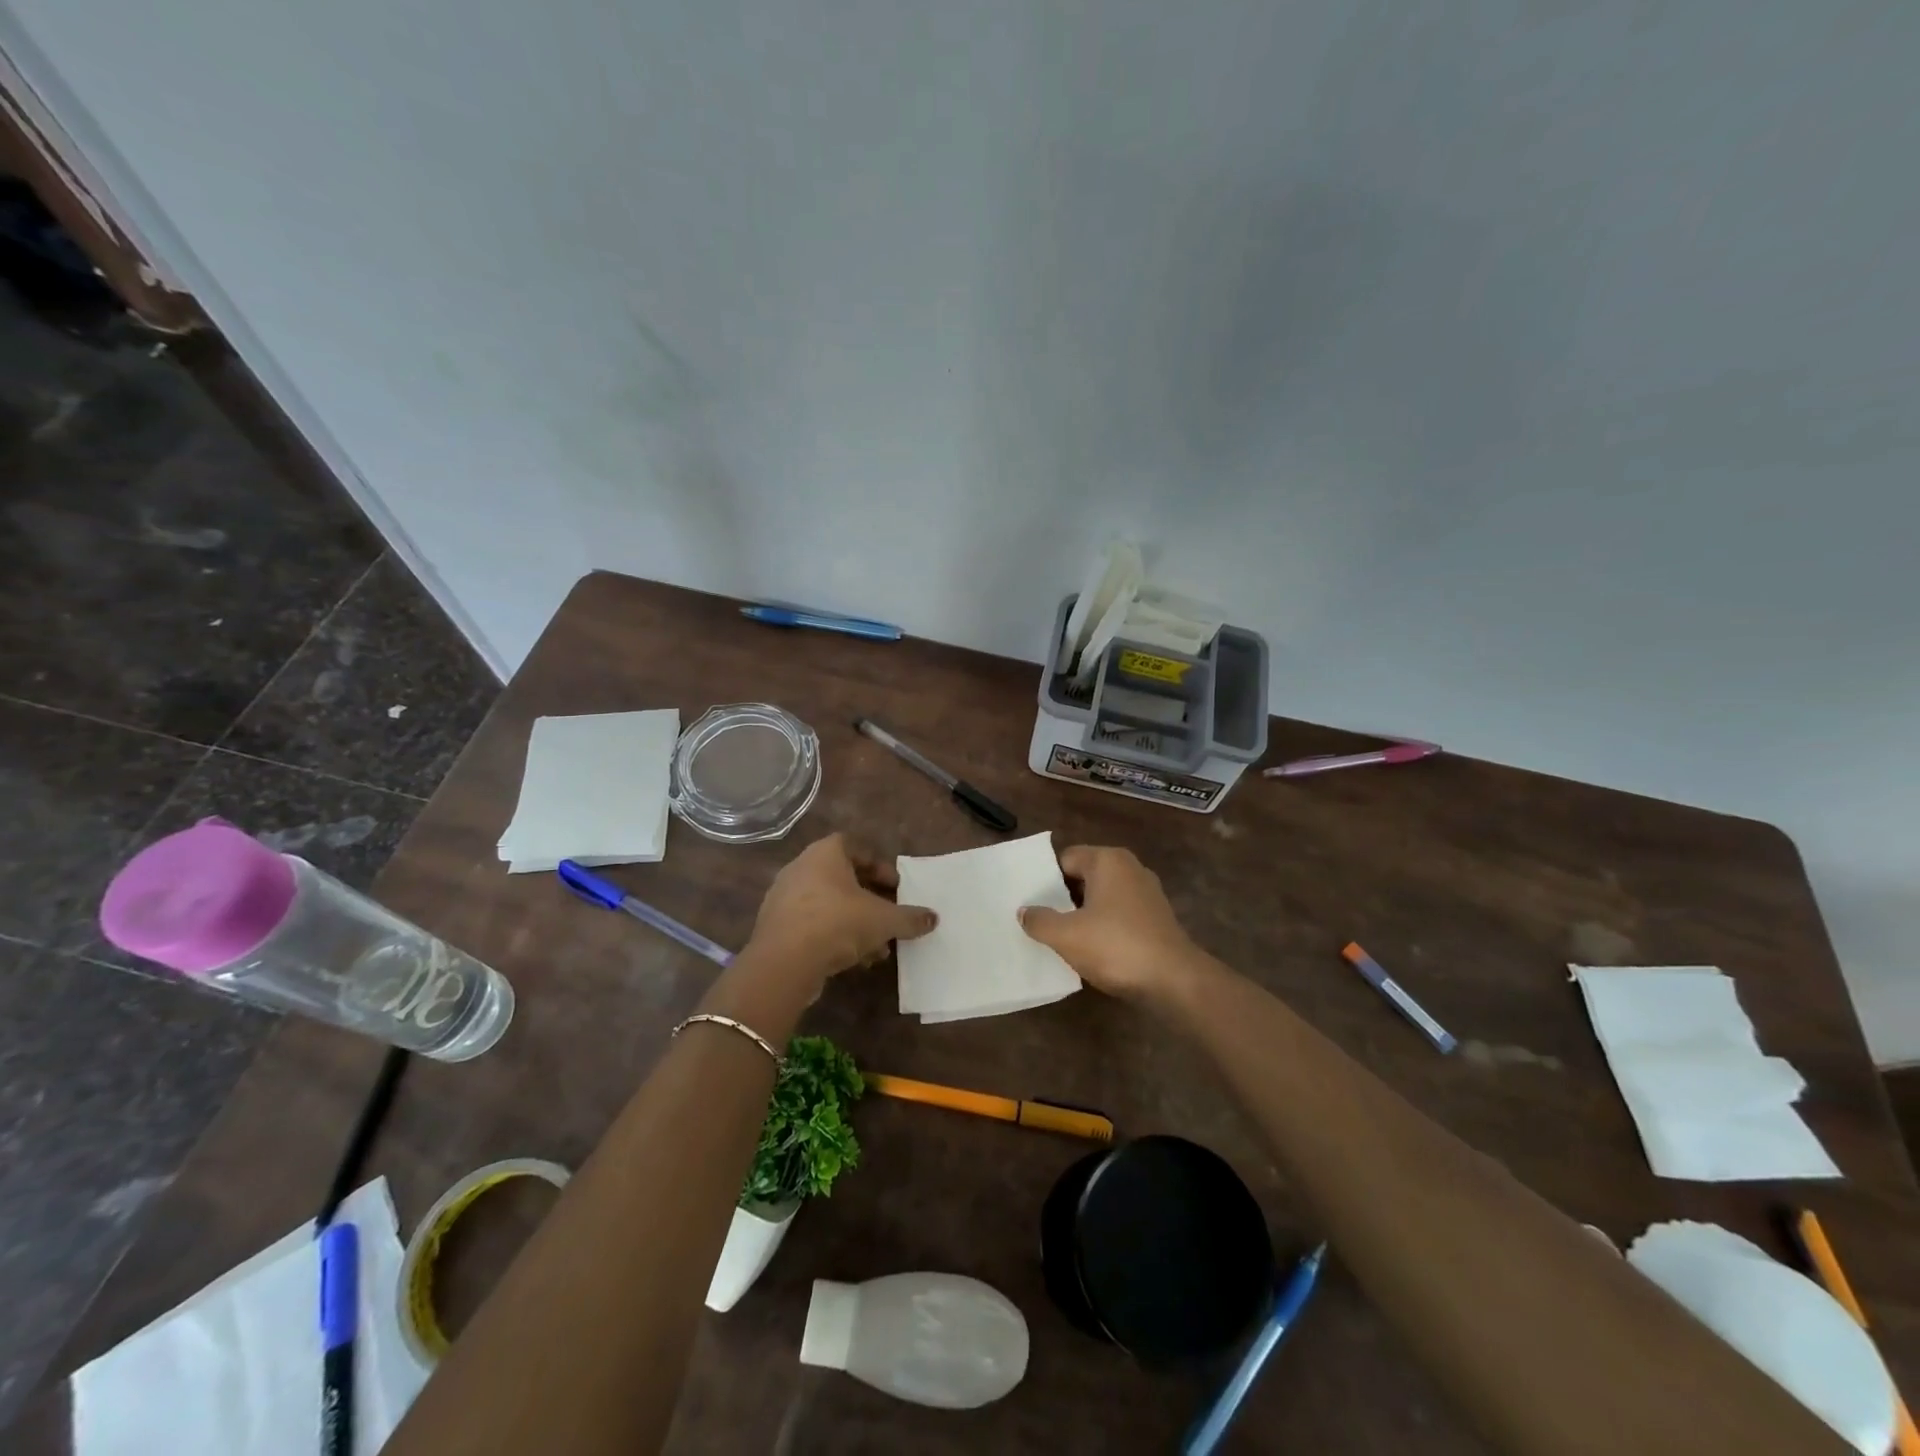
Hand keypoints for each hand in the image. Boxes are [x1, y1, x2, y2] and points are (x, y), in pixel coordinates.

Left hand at [746, 833, 936, 978]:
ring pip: (828, 905)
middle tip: (888, 916)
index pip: (855, 847)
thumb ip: (909, 918)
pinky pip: (812, 924)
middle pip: (842, 878)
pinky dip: (833, 936)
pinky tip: (854, 960)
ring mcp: (784, 897)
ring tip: (877, 947)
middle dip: (869, 899)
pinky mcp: (775, 926)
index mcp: (825, 854)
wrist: (784, 962)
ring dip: (854, 922)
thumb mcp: (883, 920)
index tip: (896, 888)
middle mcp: (800, 868)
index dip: (879, 866)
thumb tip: (933, 918)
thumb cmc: (837, 923)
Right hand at [1019, 845, 1208, 1000]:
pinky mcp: (1157, 917)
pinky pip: (1119, 913)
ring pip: (1102, 896)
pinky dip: (1104, 925)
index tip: (1029, 901)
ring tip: (1061, 935)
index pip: (1065, 859)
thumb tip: (1024, 911)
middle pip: (1084, 875)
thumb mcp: (1066, 935)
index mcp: (1108, 860)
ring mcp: (1147, 892)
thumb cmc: (1116, 946)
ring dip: (1083, 913)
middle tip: (1039, 918)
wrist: (1174, 980)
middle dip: (1062, 896)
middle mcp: (1129, 868)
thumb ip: (1039, 920)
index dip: (1044, 879)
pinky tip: (1092, 948)